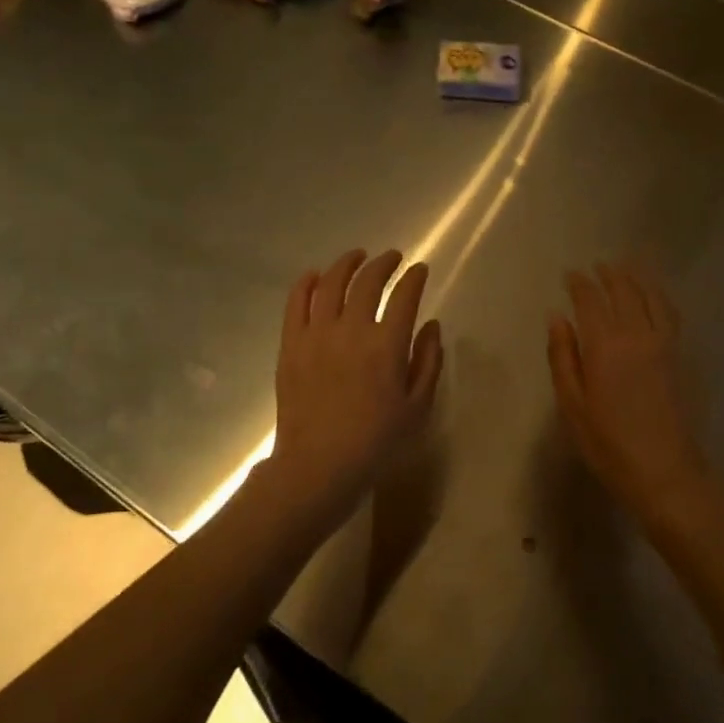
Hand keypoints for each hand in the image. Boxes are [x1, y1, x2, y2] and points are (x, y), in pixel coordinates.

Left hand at [272, 249, 442, 504]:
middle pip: (368, 281)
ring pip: (331, 284)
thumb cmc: (376, 441)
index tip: (420, 270)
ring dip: (347, 264)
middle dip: (384, 263)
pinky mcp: (291, 345)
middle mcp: (352, 329)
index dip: (414, 278)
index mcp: (387, 345)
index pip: (404, 296)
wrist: (318, 466)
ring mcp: (317, 334)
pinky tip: (315, 275)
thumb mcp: (418, 407)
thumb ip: (429, 361)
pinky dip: (306, 283)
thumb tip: (432, 326)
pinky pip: (296, 303)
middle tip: (392, 258)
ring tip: (357, 256)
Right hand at [547, 262, 716, 524]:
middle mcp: (636, 334)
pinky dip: (660, 297)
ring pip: (651, 297)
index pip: (590, 300)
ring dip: (638, 278)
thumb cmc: (608, 443)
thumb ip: (563, 356)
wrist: (664, 470)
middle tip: (598, 265)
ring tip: (628, 266)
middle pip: (624, 291)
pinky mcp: (680, 356)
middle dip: (609, 274)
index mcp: (604, 345)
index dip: (579, 283)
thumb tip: (557, 317)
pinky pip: (670, 314)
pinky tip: (656, 296)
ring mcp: (663, 343)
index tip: (570, 274)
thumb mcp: (572, 404)